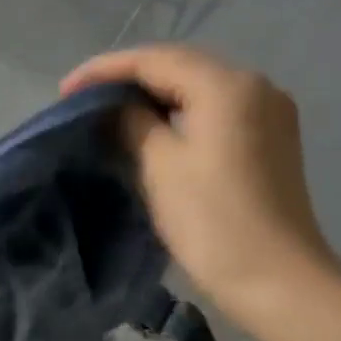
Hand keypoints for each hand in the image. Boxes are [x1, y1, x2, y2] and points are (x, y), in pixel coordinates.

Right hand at [63, 44, 340, 335]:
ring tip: (107, 109)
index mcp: (227, 86)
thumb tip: (114, 106)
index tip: (63, 92)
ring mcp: (267, 110)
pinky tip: (150, 125)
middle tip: (82, 97)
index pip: (154, 60)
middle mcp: (254, 85)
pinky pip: (213, 107)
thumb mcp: (159, 166)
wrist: (277, 280)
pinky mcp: (269, 137)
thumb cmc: (212, 221)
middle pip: (179, 65)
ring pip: (197, 85)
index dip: (104, 70)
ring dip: (151, 92)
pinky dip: (177, 109)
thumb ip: (131, 123)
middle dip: (127, 77)